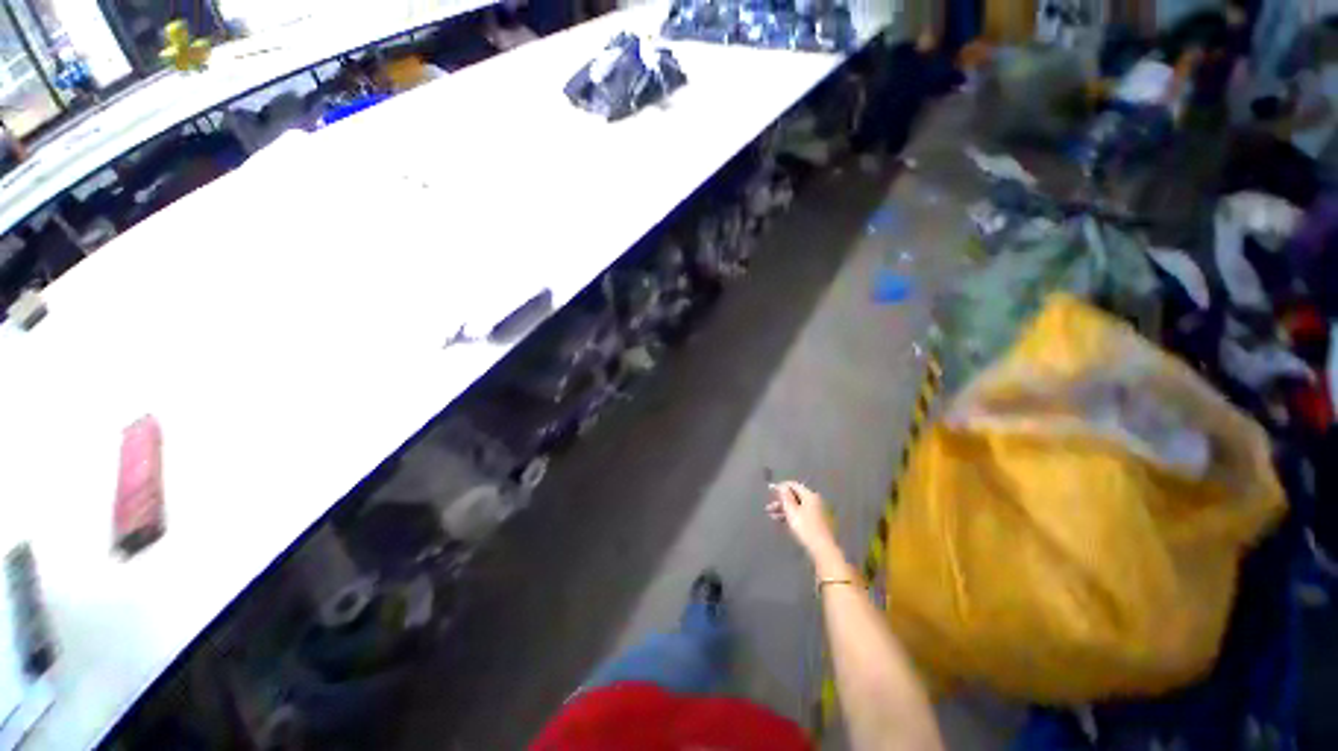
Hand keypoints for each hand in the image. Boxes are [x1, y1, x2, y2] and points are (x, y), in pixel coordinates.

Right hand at [766, 481, 841, 564]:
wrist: (822, 549)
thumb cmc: (805, 528)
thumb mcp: (792, 511)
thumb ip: (785, 496)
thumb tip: (782, 486)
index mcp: (810, 495)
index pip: (794, 485)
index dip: (781, 486)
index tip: (769, 489)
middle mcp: (815, 501)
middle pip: (796, 496)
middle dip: (781, 500)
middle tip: (769, 506)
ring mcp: (818, 512)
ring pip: (798, 506)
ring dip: (784, 509)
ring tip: (772, 515)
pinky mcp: (818, 522)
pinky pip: (802, 514)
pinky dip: (792, 515)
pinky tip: (782, 521)